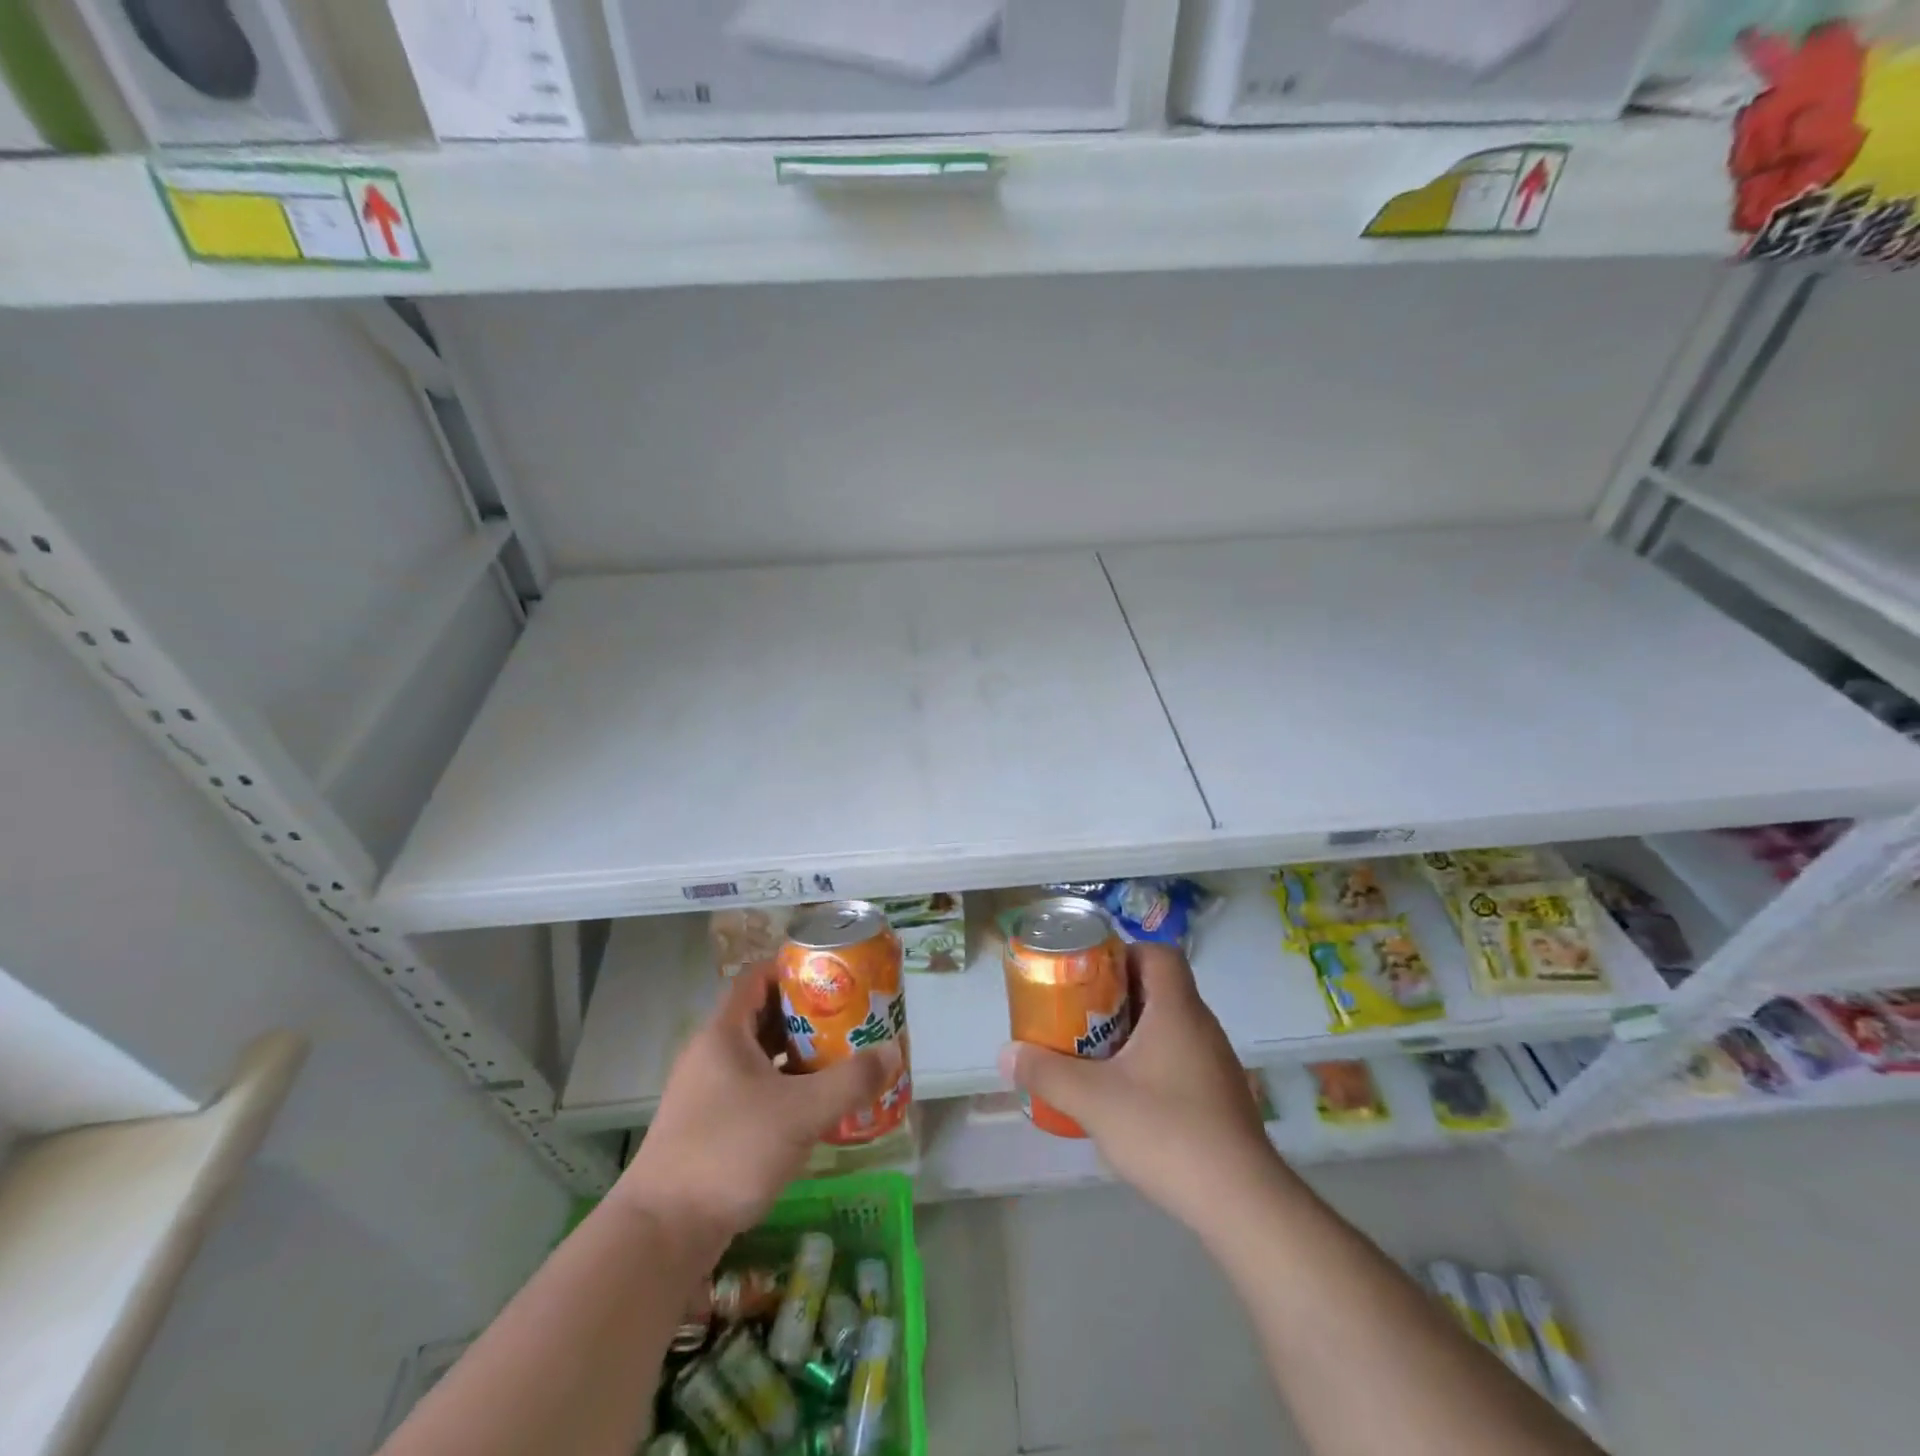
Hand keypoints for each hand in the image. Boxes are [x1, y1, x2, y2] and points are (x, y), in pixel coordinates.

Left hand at [615, 963, 898, 1242]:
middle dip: (807, 1013)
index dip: (795, 968)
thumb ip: (850, 1081)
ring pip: (760, 1055)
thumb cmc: (729, 1152)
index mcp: (724, 1033)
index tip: (834, 975)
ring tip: (841, 1055)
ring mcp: (708, 1091)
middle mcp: (712, 1053)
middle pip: (764, 1014)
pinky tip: (814, 1104)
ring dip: (798, 1052)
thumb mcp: (800, 1113)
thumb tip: (893, 1052)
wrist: (662, 1234)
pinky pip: (755, 1087)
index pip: (758, 976)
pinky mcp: (710, 1125)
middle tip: (849, 1016)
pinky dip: (785, 1086)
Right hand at [1001, 943, 1280, 1230]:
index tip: (1090, 974)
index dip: (1124, 954)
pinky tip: (1128, 1099)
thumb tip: (1006, 1054)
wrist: (1243, 1203)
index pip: (1159, 954)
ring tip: (1096, 1056)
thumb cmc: (1167, 1131)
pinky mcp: (1221, 1098)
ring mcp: (1216, 1064)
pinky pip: (1180, 1059)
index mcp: (1178, 1010)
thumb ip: (1047, 1073)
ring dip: (1133, 1032)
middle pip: (1160, 989)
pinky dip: (1152, 1064)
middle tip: (1080, 1015)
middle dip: (1117, 996)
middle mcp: (1202, 1027)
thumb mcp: (1094, 1101)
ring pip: (1170, 1027)